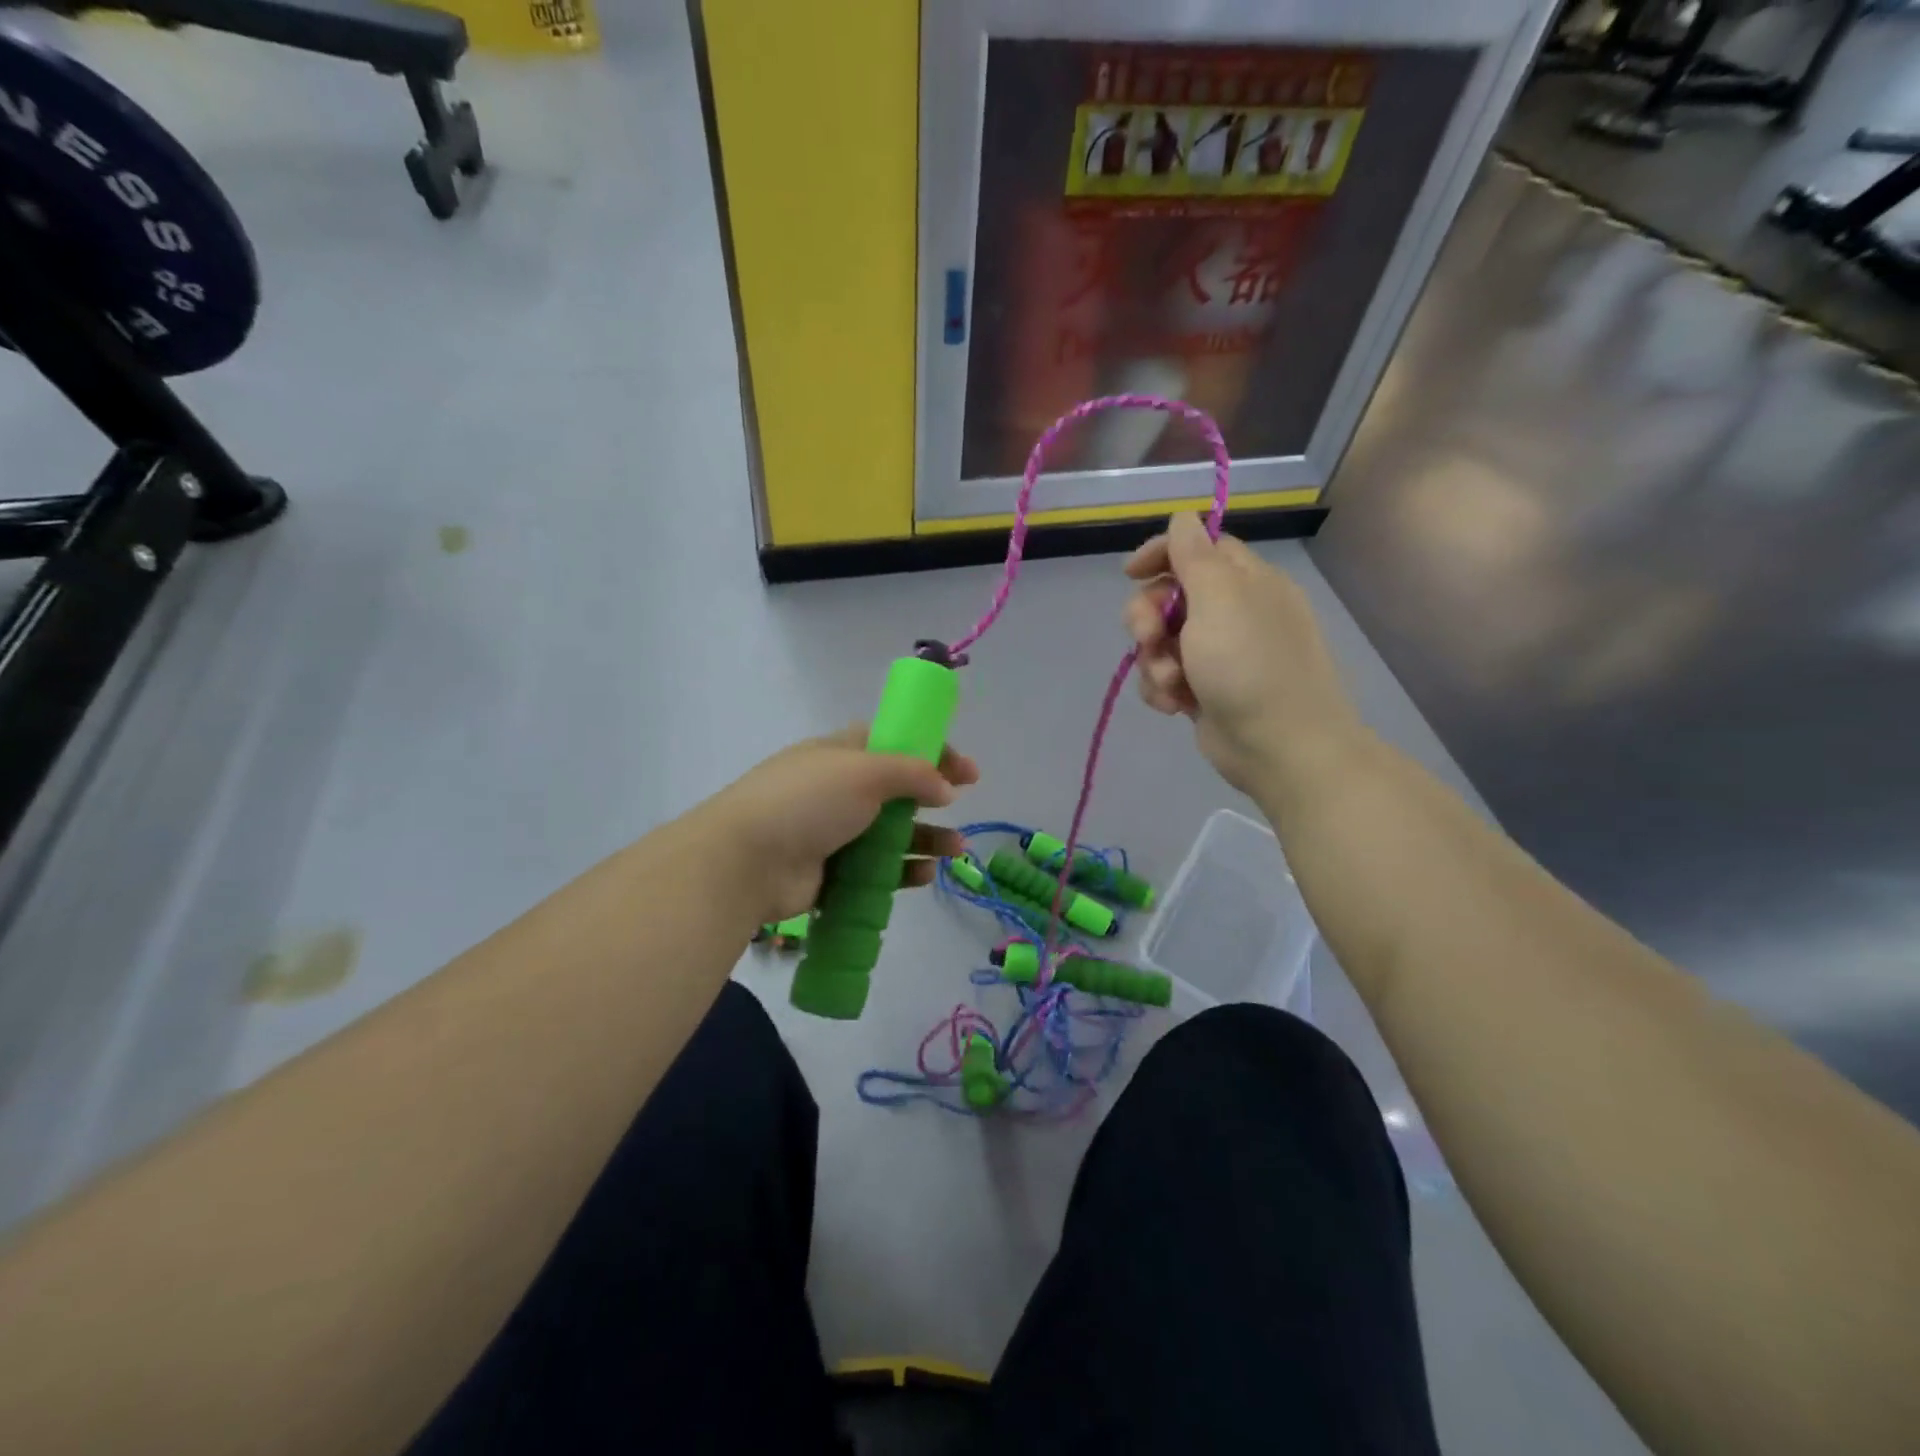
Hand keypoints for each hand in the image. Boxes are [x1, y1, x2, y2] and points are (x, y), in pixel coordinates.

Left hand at [703, 728, 977, 924]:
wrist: (746, 861)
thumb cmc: (807, 801)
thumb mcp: (864, 771)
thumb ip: (912, 773)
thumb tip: (944, 788)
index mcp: (840, 754)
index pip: (894, 744)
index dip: (931, 752)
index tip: (966, 771)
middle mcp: (837, 790)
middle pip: (896, 791)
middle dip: (933, 799)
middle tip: (962, 808)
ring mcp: (832, 833)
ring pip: (891, 834)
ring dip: (926, 839)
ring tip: (956, 850)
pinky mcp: (831, 873)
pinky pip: (876, 870)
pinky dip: (903, 871)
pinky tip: (925, 875)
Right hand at [1124, 513, 1360, 798]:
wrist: (1279, 747)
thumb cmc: (1250, 665)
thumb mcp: (1220, 599)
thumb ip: (1194, 555)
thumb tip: (1183, 517)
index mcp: (1246, 581)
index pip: (1197, 547)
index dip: (1161, 554)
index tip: (1129, 573)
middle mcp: (1232, 612)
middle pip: (1169, 595)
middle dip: (1148, 617)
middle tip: (1149, 638)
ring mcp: (1218, 654)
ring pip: (1161, 640)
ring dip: (1153, 661)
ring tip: (1170, 683)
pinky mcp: (1204, 690)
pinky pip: (1165, 675)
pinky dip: (1162, 688)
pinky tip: (1174, 705)